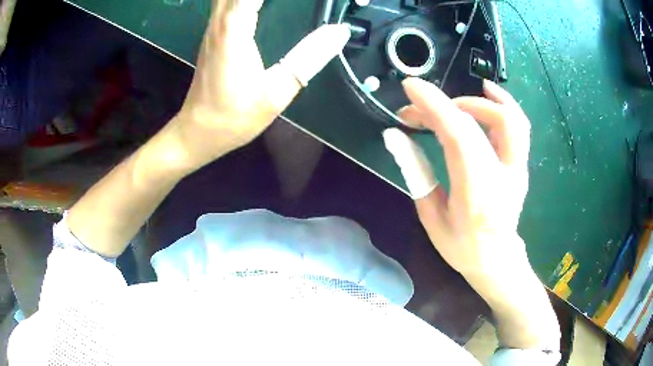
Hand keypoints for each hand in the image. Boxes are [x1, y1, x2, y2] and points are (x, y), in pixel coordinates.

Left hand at [169, 0, 349, 170]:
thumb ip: (308, 59)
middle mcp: (220, 21)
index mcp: (234, 30)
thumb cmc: (233, 117)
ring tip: (284, 1)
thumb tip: (338, 32)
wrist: (198, 131)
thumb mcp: (276, 93)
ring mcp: (215, 25)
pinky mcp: (215, 31)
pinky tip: (261, 1)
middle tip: (293, 0)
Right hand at [384, 78, 530, 276]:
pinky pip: (518, 125)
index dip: (434, 106)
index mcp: (477, 194)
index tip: (410, 87)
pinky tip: (487, 93)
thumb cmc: (461, 246)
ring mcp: (517, 168)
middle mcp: (503, 175)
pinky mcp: (521, 163)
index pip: (459, 136)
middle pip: (481, 122)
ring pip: (509, 118)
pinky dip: (502, 103)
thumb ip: (416, 173)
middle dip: (444, 105)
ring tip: (453, 98)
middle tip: (419, 109)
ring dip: (477, 100)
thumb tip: (395, 136)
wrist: (497, 259)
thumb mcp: (431, 217)